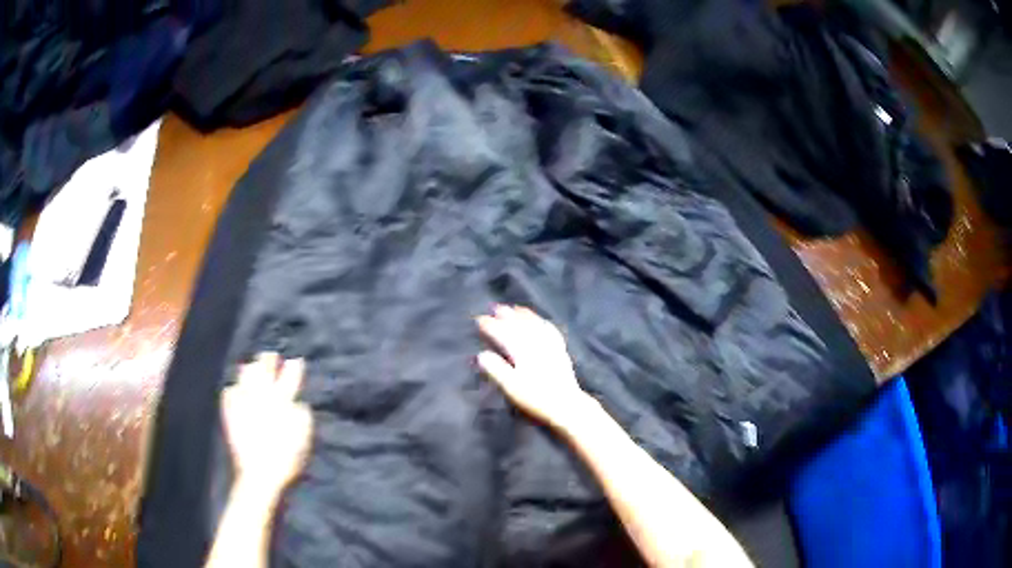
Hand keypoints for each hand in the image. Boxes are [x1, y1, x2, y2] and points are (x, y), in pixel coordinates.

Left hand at [221, 353, 313, 493]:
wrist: (259, 474)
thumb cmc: (286, 459)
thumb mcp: (304, 440)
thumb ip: (303, 418)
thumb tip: (299, 403)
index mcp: (282, 401)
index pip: (289, 377)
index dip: (293, 367)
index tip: (295, 360)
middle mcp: (261, 397)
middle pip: (264, 369)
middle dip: (268, 360)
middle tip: (270, 356)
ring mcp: (243, 402)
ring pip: (244, 376)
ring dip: (250, 370)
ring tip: (251, 368)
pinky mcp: (231, 413)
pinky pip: (229, 392)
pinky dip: (233, 388)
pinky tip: (235, 388)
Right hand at [476, 305, 589, 428]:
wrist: (566, 405)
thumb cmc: (536, 398)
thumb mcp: (511, 387)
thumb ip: (496, 369)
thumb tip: (481, 354)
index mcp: (521, 350)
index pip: (502, 333)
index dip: (490, 325)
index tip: (479, 320)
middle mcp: (535, 343)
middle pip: (519, 324)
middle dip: (506, 315)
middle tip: (495, 308)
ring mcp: (549, 345)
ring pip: (535, 324)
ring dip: (524, 315)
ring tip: (516, 309)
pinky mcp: (560, 351)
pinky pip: (550, 331)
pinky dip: (543, 322)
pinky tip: (542, 321)